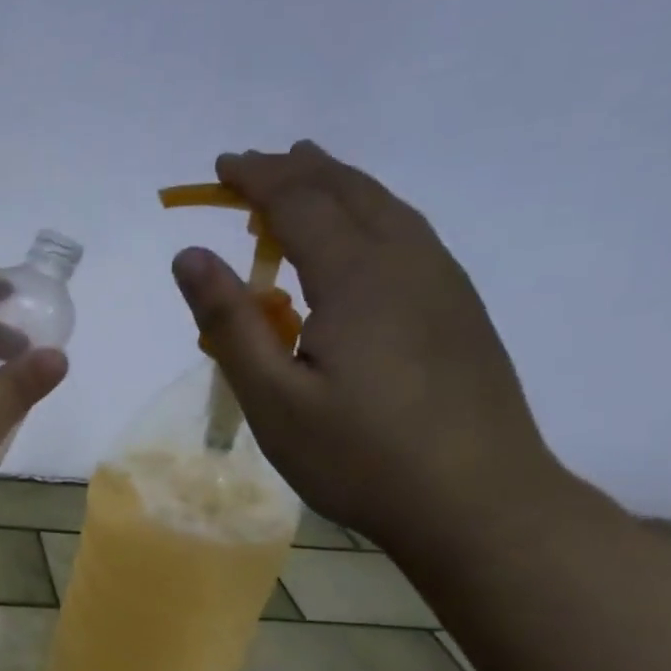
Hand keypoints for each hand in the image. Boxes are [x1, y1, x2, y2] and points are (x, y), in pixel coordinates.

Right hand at [172, 141, 564, 549]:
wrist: (481, 506)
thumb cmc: (361, 457)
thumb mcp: (273, 398)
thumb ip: (229, 322)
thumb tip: (189, 254)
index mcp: (358, 278)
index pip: (301, 202)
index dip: (257, 178)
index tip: (220, 167)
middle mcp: (407, 264)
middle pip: (349, 192)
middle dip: (296, 171)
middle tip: (251, 165)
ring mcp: (444, 285)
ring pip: (388, 208)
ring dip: (339, 184)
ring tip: (306, 173)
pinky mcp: (459, 311)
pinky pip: (409, 234)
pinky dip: (370, 212)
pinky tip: (360, 234)